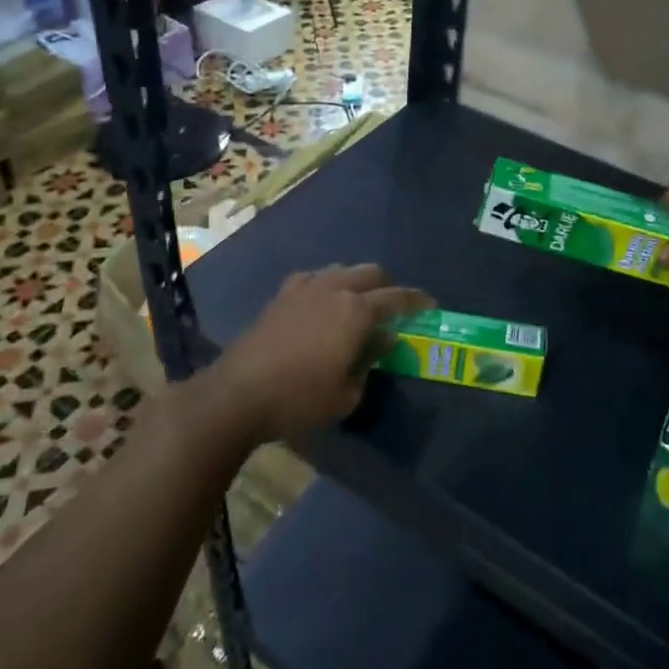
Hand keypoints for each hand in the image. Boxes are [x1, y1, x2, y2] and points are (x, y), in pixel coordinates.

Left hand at [212, 264, 430, 443]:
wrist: (239, 393)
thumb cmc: (300, 399)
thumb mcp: (347, 392)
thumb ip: (370, 359)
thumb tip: (384, 338)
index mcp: (356, 311)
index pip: (396, 297)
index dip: (416, 300)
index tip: (430, 304)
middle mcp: (334, 289)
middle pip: (371, 273)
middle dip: (387, 285)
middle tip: (394, 306)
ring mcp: (305, 287)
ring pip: (342, 270)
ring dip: (357, 281)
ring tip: (359, 303)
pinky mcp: (282, 294)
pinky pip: (314, 278)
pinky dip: (327, 284)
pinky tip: (322, 302)